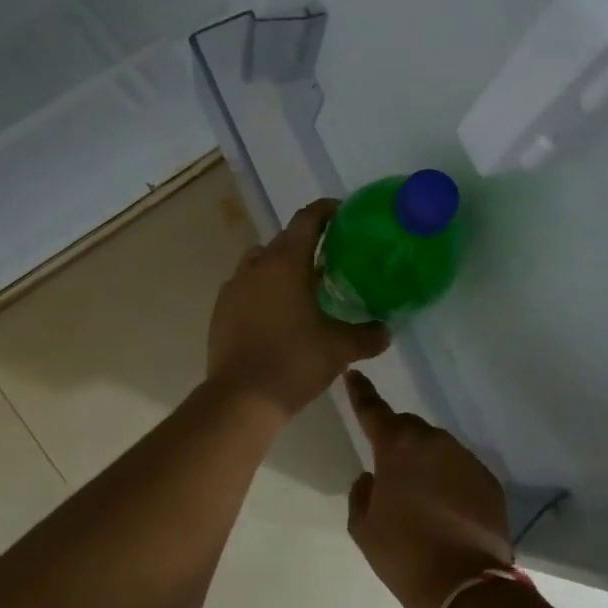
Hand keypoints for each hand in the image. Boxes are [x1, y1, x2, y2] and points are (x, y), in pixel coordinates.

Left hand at [207, 199, 389, 418]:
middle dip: (307, 242)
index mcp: (286, 262)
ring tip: (302, 286)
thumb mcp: (340, 349)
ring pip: (261, 262)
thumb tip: (387, 330)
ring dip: (281, 266)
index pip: (307, 220)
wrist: (241, 398)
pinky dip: (262, 290)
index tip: (343, 213)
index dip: (326, 210)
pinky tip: (276, 314)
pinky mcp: (221, 310)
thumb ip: (368, 336)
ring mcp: (233, 287)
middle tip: (331, 258)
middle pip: (284, 240)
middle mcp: (256, 266)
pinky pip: (245, 287)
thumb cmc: (294, 361)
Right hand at [344, 371, 513, 607]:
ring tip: (421, 496)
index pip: (373, 409)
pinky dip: (450, 480)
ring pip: (437, 448)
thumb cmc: (404, 555)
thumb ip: (361, 493)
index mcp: (397, 447)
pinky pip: (460, 469)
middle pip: (409, 427)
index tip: (354, 374)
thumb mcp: (364, 528)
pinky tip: (447, 509)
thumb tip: (371, 477)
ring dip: (426, 461)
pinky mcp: (489, 480)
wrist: (465, 588)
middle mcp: (433, 441)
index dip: (361, 392)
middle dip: (397, 440)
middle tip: (391, 469)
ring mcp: (465, 459)